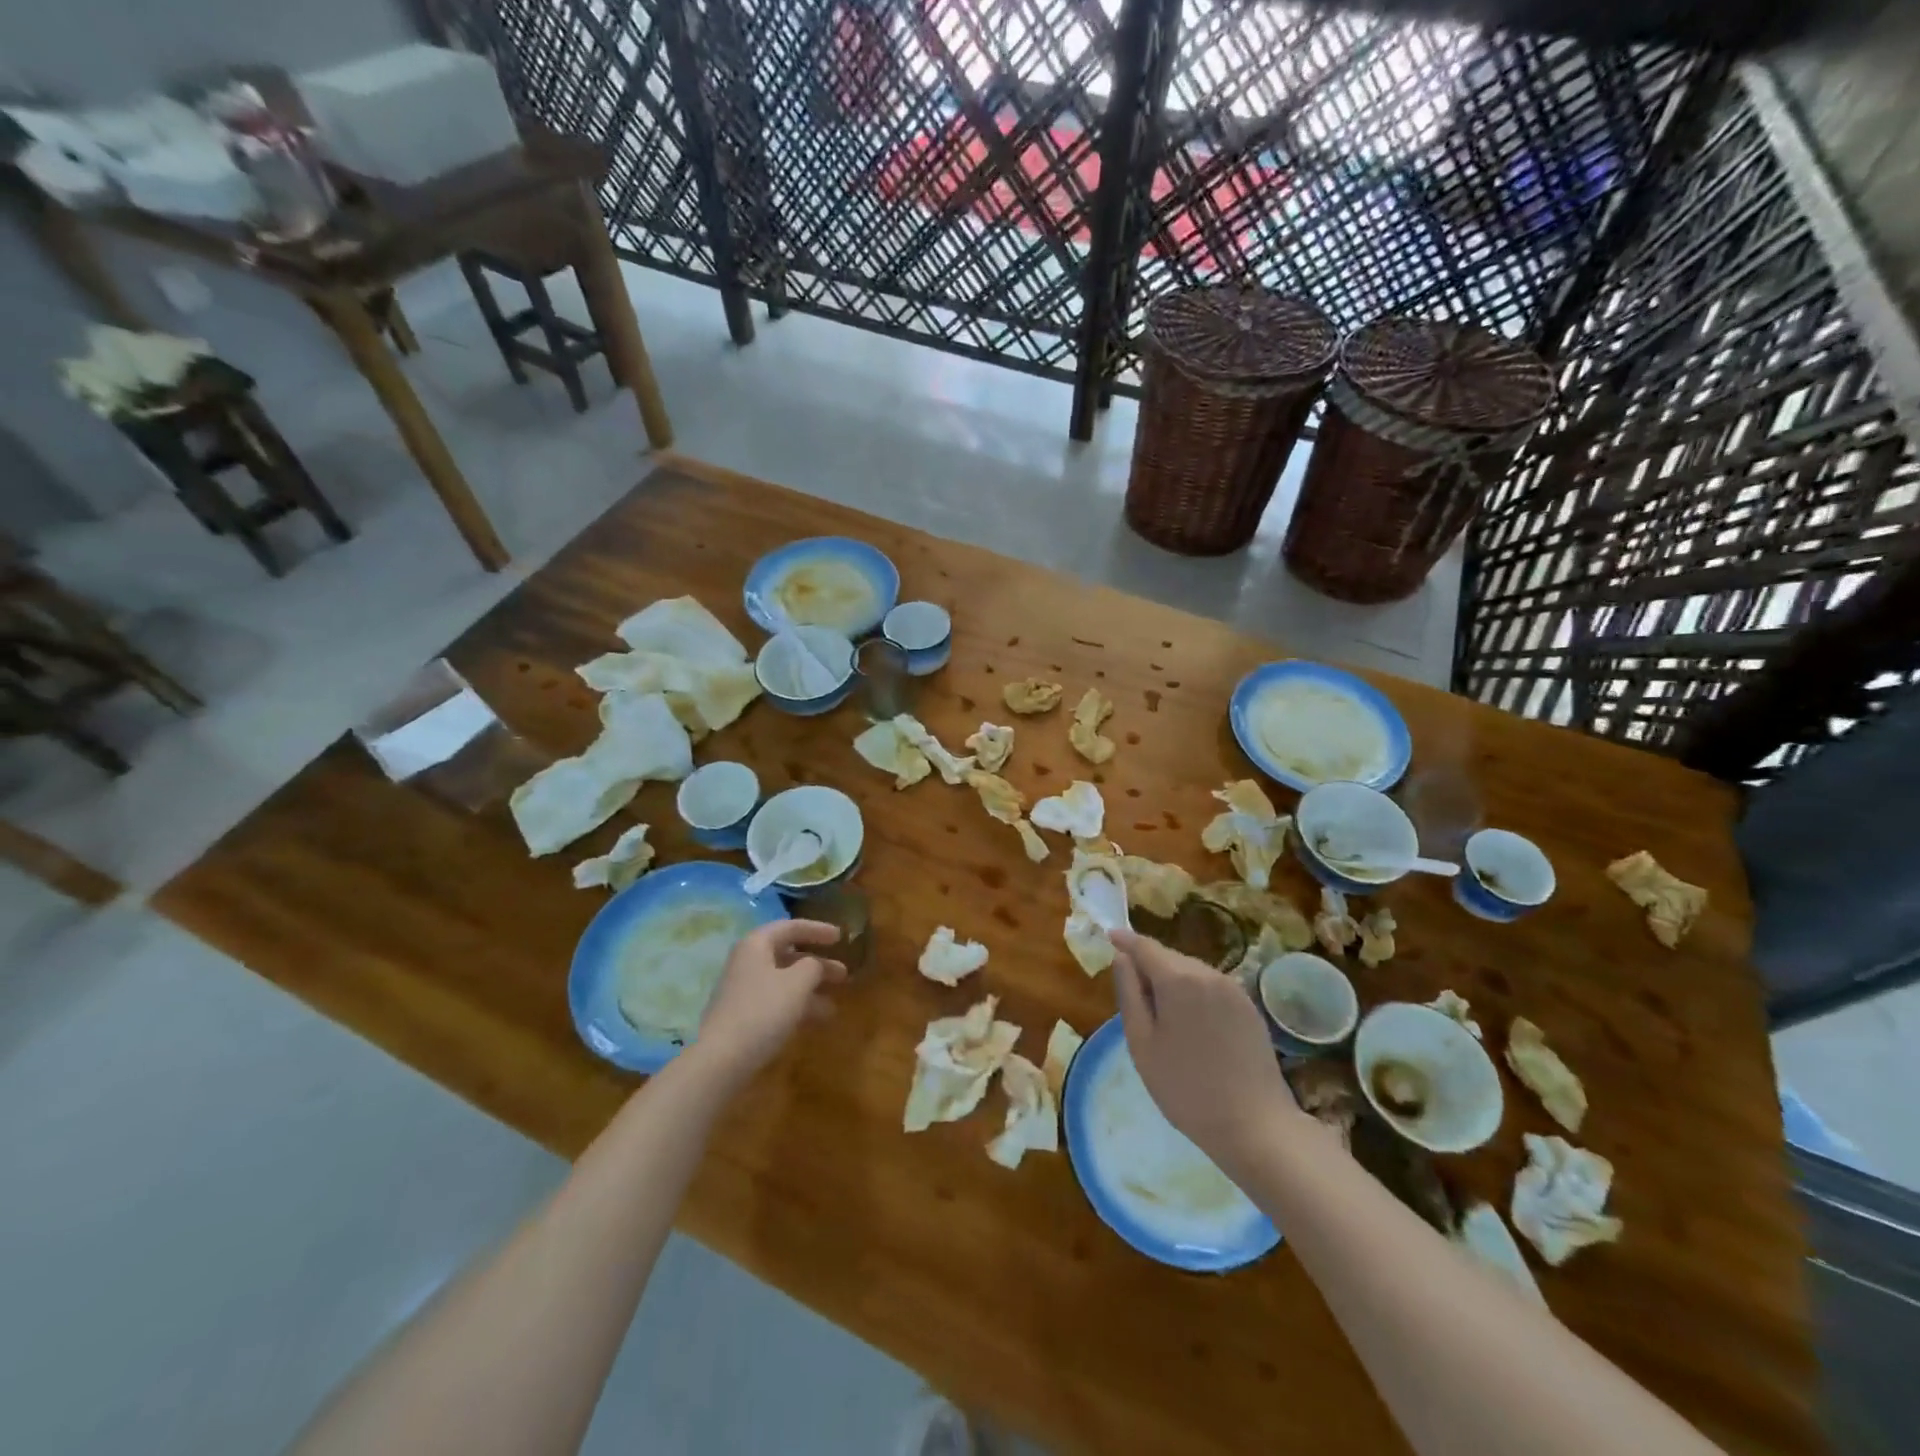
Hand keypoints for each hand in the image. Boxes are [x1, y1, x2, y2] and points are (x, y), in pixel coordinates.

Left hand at [695, 920, 846, 1082]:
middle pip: (788, 955)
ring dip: (810, 989)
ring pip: (784, 981)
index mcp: (756, 945)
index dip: (817, 930)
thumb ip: (813, 966)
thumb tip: (814, 965)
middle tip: (843, 974)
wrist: (721, 1060)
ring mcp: (743, 990)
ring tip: (835, 1005)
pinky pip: (776, 1001)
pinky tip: (816, 1021)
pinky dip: (797, 1006)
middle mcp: (747, 962)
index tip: (841, 937)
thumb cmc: (763, 1010)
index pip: (790, 927)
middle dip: (818, 964)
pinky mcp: (743, 1016)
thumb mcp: (797, 983)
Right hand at [1111, 929, 1297, 1172]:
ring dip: (1172, 980)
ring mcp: (1233, 988)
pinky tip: (1192, 1025)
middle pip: (1169, 957)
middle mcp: (1208, 973)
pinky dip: (1194, 993)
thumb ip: (1129, 993)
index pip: (1144, 946)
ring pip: (1191, 971)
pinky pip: (1211, 986)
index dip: (1125, 940)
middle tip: (1132, 992)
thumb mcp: (1142, 1043)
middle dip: (1148, 965)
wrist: (1255, 1126)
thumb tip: (1122, 958)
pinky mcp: (1249, 1006)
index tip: (1109, 935)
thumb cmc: (1186, 1088)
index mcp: (1178, 979)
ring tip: (1162, 1015)